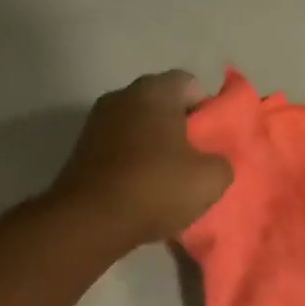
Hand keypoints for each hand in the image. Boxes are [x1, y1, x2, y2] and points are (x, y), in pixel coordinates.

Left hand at [51, 71, 232, 249]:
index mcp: (155, 91)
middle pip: (162, 104)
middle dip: (181, 128)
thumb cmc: (155, 188)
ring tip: (168, 180)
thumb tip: (213, 162)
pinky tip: (141, 190)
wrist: (89, 221)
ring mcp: (96, 121)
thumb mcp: (211, 180)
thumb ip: (222, 162)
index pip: (191, 84)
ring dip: (154, 146)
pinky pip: (119, 147)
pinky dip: (132, 161)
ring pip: (139, 126)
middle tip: (195, 161)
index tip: (212, 141)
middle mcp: (122, 96)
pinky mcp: (81, 148)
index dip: (207, 110)